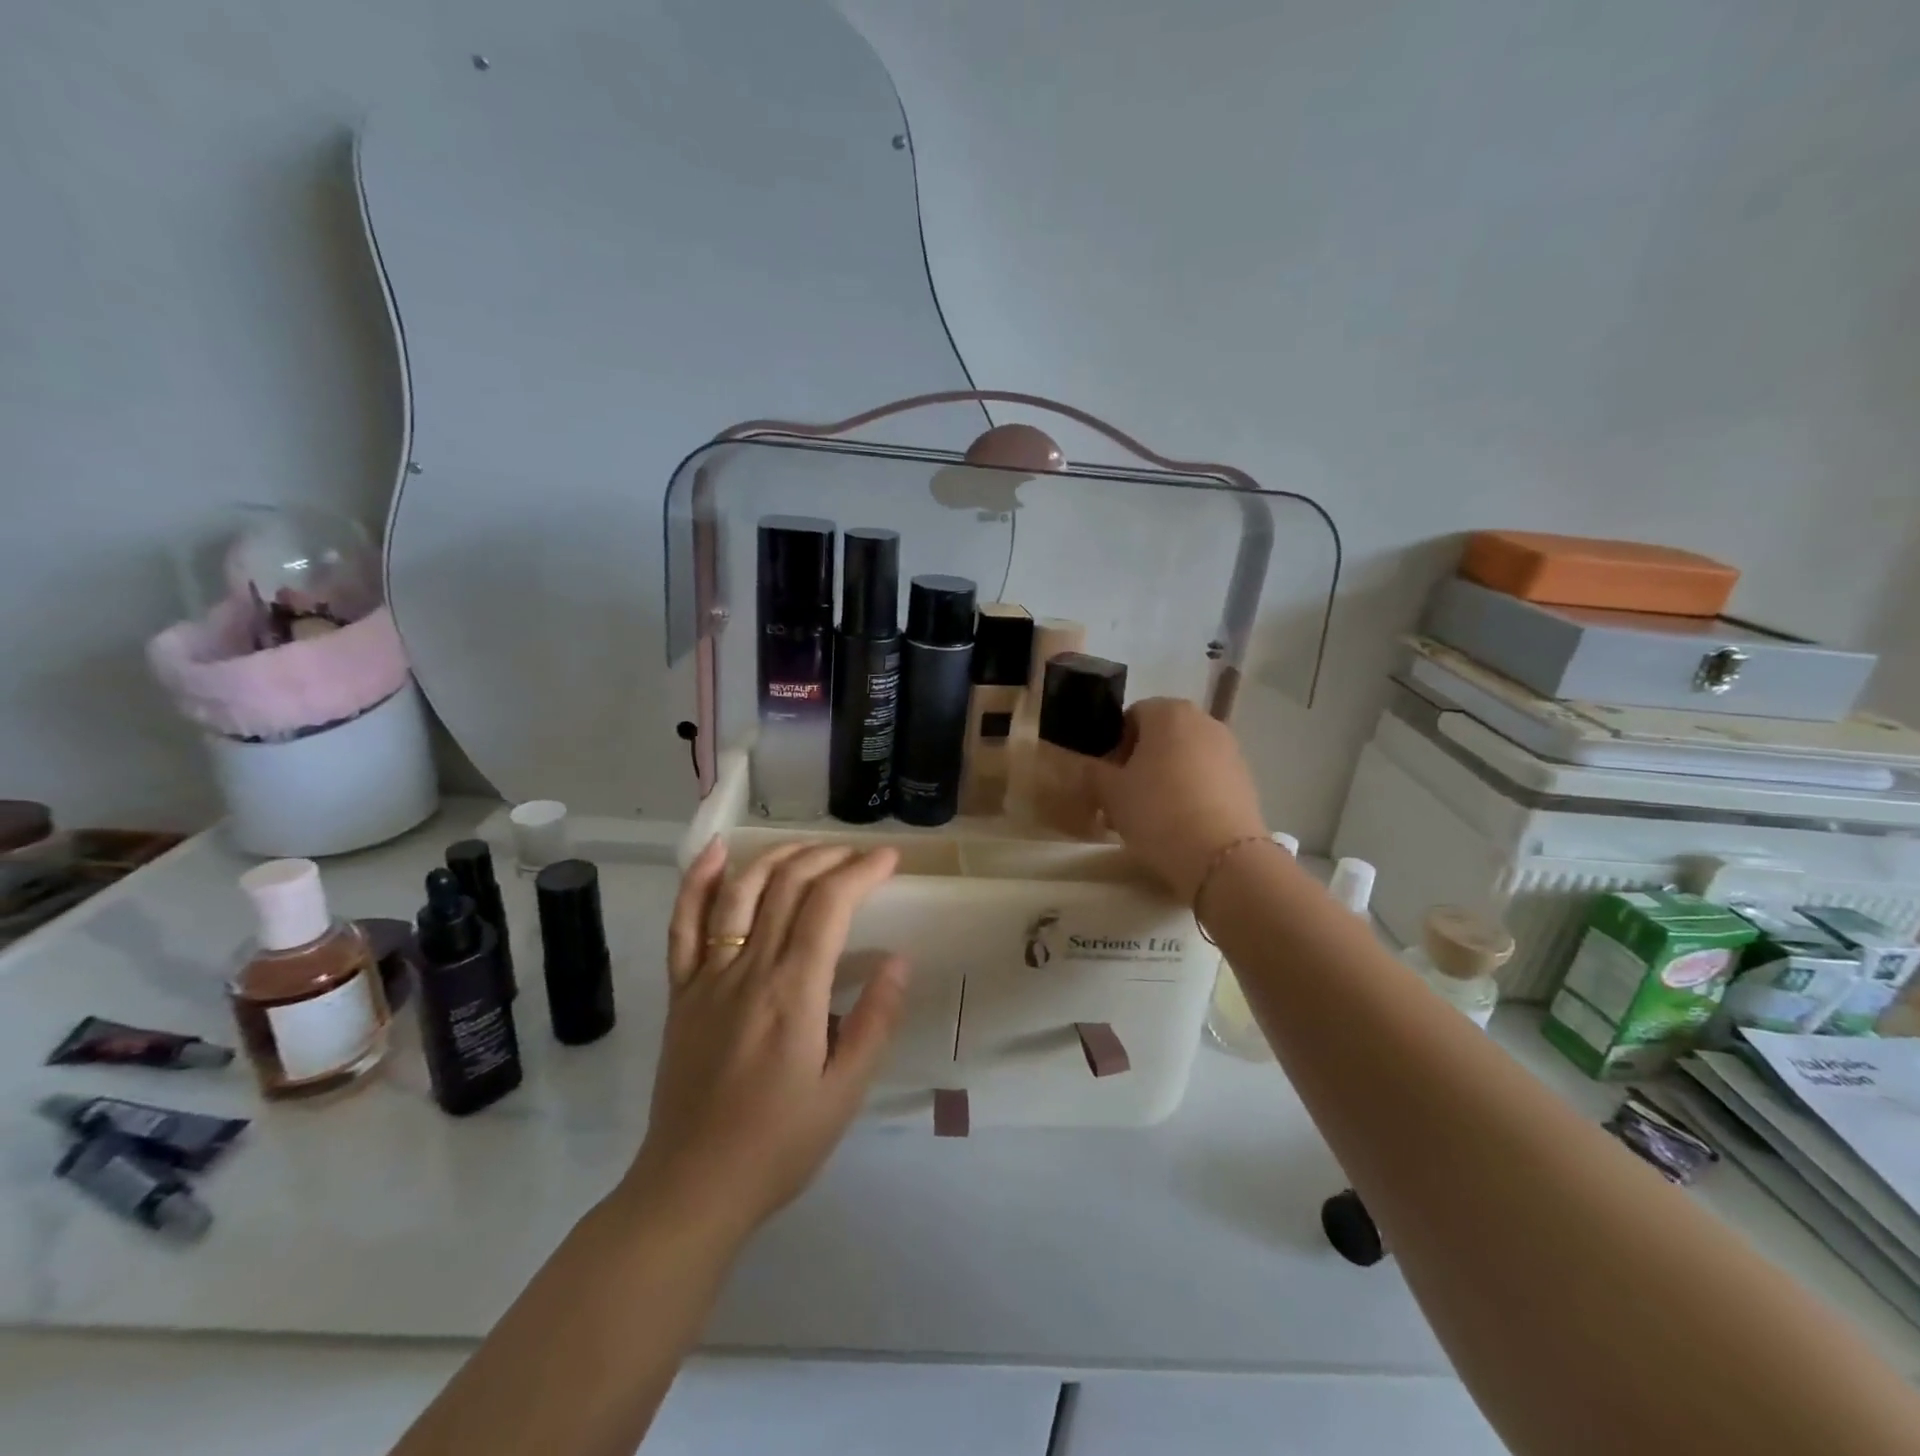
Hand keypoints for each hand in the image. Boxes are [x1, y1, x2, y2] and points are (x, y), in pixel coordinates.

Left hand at [624, 839, 908, 1242]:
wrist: (692, 1188)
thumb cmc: (779, 1145)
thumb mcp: (844, 1093)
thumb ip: (874, 1021)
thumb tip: (898, 960)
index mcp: (793, 994)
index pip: (828, 906)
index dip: (861, 871)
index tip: (889, 859)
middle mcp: (748, 970)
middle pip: (787, 886)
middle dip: (829, 857)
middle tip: (860, 856)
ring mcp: (707, 976)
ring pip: (740, 892)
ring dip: (778, 857)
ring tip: (811, 847)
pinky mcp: (681, 991)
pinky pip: (683, 925)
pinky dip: (698, 881)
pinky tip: (717, 852)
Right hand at [1092, 697, 1267, 901]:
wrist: (1220, 857)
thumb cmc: (1157, 811)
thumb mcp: (1110, 793)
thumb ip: (1094, 773)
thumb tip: (1092, 768)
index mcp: (1169, 712)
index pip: (1132, 716)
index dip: (1115, 745)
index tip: (1109, 777)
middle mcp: (1204, 721)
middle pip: (1162, 736)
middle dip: (1142, 761)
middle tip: (1126, 797)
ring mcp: (1230, 750)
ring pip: (1186, 758)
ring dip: (1167, 777)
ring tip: (1152, 815)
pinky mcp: (1247, 780)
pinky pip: (1208, 778)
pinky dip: (1192, 792)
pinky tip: (1180, 824)